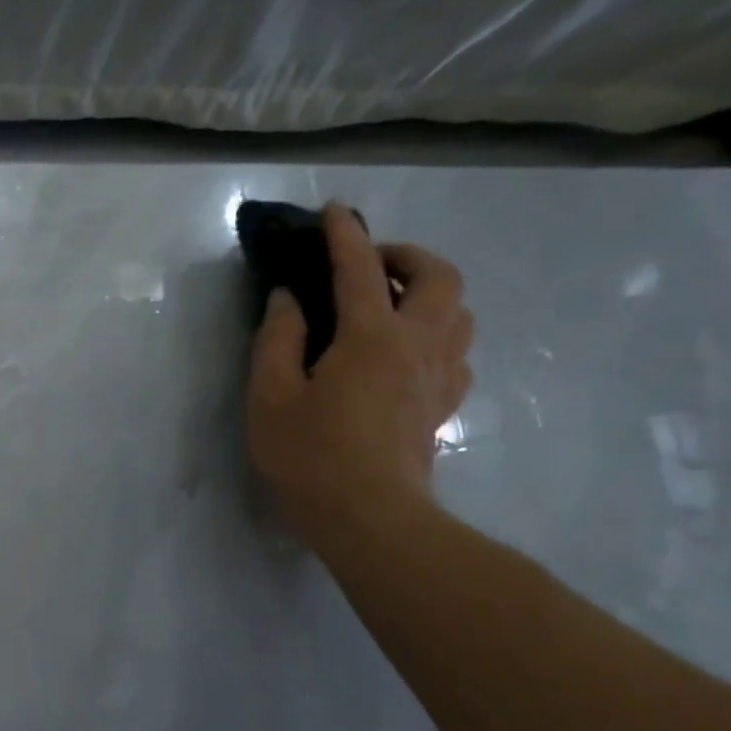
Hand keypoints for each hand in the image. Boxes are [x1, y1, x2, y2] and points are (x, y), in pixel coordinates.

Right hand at [245, 204, 473, 548]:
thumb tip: (288, 298)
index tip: (333, 211)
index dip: (345, 234)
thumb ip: (278, 339)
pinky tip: (408, 351)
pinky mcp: (442, 406)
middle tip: (370, 265)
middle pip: (439, 277)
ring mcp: (439, 377)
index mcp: (371, 336)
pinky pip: (457, 351)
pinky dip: (438, 333)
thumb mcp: (271, 396)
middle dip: (407, 256)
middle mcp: (418, 345)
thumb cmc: (310, 456)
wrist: (370, 518)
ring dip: (430, 291)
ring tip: (390, 303)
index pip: (360, 268)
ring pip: (460, 311)